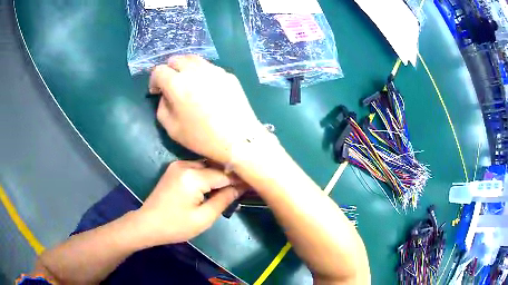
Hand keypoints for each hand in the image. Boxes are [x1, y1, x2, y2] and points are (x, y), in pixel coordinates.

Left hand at [137, 160, 243, 244]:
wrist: (147, 224)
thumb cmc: (175, 225)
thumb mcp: (203, 218)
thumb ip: (224, 200)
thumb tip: (241, 188)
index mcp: (193, 176)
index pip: (224, 174)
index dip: (240, 179)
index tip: (254, 183)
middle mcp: (185, 164)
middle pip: (215, 167)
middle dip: (230, 176)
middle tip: (244, 186)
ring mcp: (178, 164)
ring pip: (207, 166)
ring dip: (219, 175)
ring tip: (232, 186)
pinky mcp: (174, 169)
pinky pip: (197, 168)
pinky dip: (207, 175)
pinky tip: (214, 185)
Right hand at [149, 55, 262, 163]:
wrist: (239, 139)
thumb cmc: (202, 138)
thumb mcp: (172, 129)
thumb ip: (162, 107)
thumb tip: (165, 95)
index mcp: (177, 84)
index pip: (159, 71)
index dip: (154, 80)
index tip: (156, 92)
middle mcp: (195, 71)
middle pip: (176, 59)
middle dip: (169, 70)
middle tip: (171, 85)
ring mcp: (214, 70)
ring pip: (194, 59)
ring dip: (185, 67)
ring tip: (187, 82)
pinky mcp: (228, 74)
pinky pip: (209, 67)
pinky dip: (201, 72)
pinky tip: (206, 88)